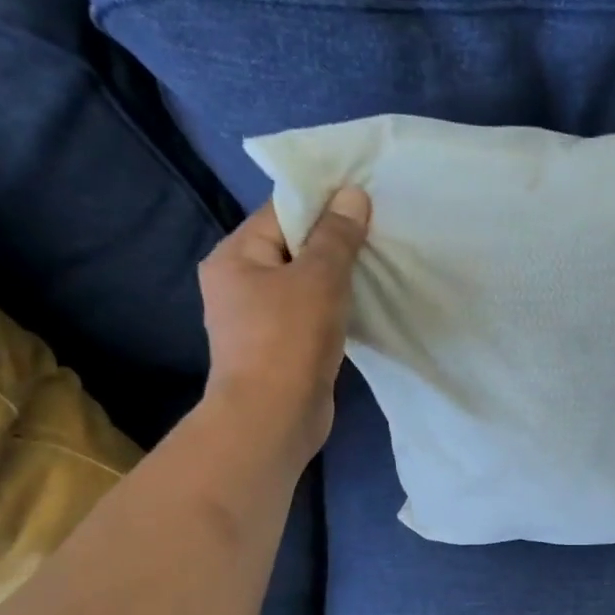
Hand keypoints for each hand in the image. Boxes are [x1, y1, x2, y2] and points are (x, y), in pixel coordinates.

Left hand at [197, 186, 369, 467]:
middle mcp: (238, 283)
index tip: (364, 202)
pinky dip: (333, 309)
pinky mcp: (278, 348)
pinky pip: (308, 314)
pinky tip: (361, 308)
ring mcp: (256, 319)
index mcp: (235, 256)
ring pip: (303, 284)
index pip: (281, 213)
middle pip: (292, 247)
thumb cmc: (289, 340)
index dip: (322, 204)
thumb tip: (352, 195)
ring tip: (376, 269)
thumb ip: (337, 236)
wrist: (273, 419)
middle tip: (378, 236)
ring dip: (336, 279)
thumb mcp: (318, 279)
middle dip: (333, 243)